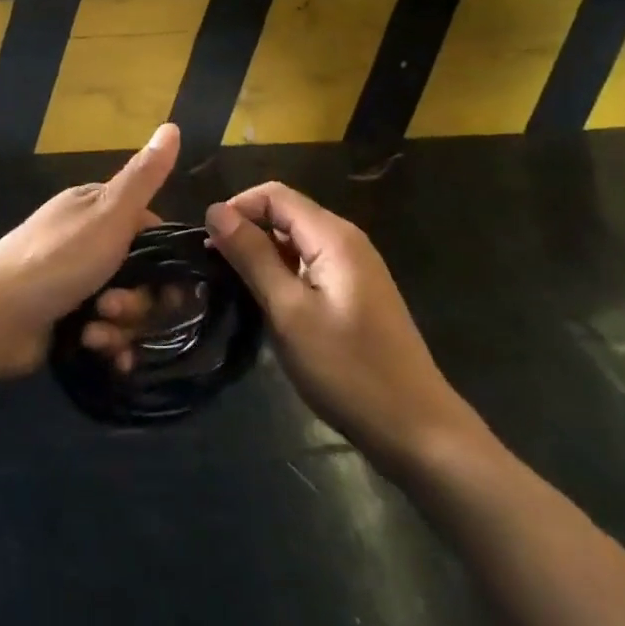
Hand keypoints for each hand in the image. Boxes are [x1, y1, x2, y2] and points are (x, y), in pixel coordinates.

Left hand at [0, 124, 178, 377]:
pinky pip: (108, 333)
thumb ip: (144, 176)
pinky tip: (98, 349)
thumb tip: (173, 126)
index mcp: (97, 209)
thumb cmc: (57, 258)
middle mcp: (89, 242)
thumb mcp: (108, 212)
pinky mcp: (68, 321)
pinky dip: (108, 344)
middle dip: (139, 299)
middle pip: (143, 275)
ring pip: (127, 308)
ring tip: (96, 330)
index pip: (152, 231)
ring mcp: (77, 283)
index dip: (165, 258)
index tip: (167, 280)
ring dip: (122, 325)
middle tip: (115, 307)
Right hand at [203, 182, 475, 470]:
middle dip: (246, 231)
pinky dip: (282, 274)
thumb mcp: (289, 312)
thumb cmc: (348, 370)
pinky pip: (309, 265)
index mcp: (333, 236)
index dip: (236, 208)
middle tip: (214, 269)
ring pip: (295, 241)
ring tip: (232, 288)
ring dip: (261, 255)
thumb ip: (252, 256)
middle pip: (285, 214)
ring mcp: (354, 267)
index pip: (274, 194)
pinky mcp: (354, 293)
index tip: (207, 245)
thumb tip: (215, 210)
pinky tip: (266, 305)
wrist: (417, 430)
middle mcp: (346, 240)